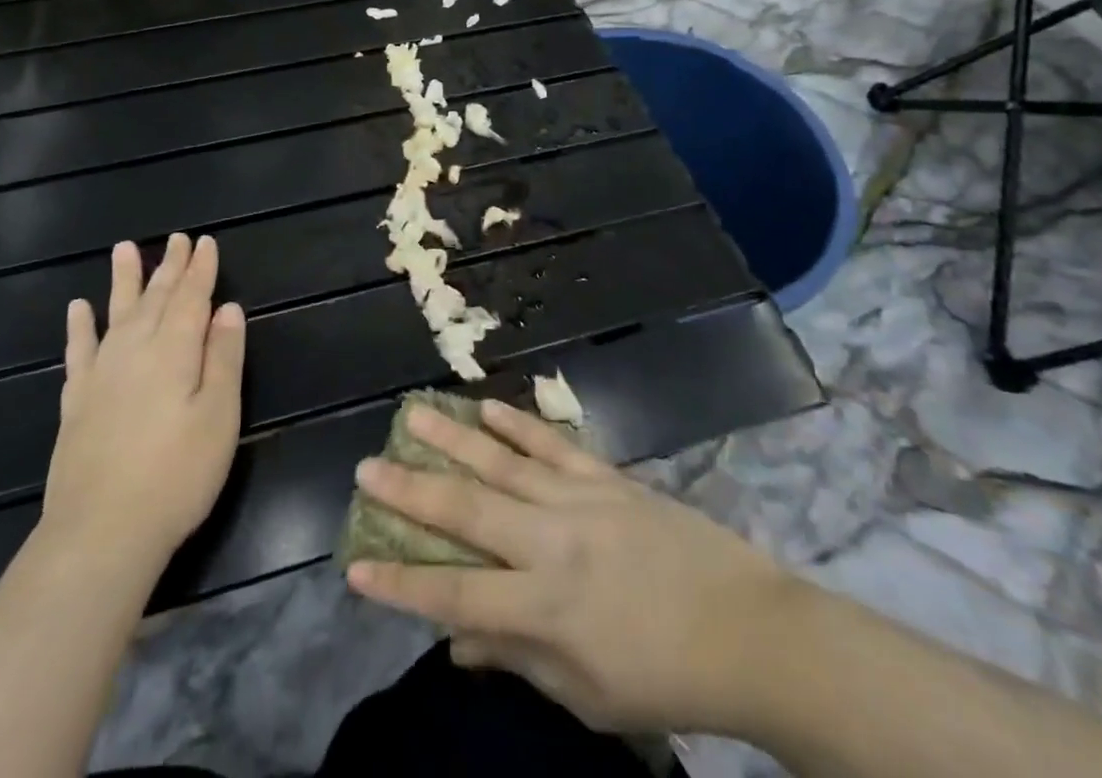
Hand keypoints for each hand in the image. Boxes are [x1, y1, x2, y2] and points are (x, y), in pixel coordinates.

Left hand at [41, 234, 244, 570]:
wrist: (101, 534)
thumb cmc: (177, 474)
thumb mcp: (219, 415)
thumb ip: (223, 357)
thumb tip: (227, 309)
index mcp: (174, 351)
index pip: (191, 298)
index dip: (200, 269)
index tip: (205, 242)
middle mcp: (135, 351)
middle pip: (155, 299)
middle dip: (169, 267)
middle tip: (176, 239)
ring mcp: (101, 375)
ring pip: (116, 314)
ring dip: (123, 281)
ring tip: (124, 250)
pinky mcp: (76, 403)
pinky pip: (78, 352)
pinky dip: (80, 327)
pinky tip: (78, 309)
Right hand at [345, 399, 797, 735]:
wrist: (747, 629)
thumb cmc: (663, 677)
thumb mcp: (587, 694)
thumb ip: (517, 659)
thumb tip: (455, 641)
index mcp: (547, 608)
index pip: (456, 595)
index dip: (401, 583)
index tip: (354, 566)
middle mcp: (554, 543)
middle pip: (469, 511)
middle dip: (412, 491)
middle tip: (367, 466)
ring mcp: (581, 500)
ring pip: (504, 463)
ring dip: (454, 438)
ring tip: (414, 414)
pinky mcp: (607, 476)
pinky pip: (553, 444)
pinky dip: (517, 424)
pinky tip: (487, 406)